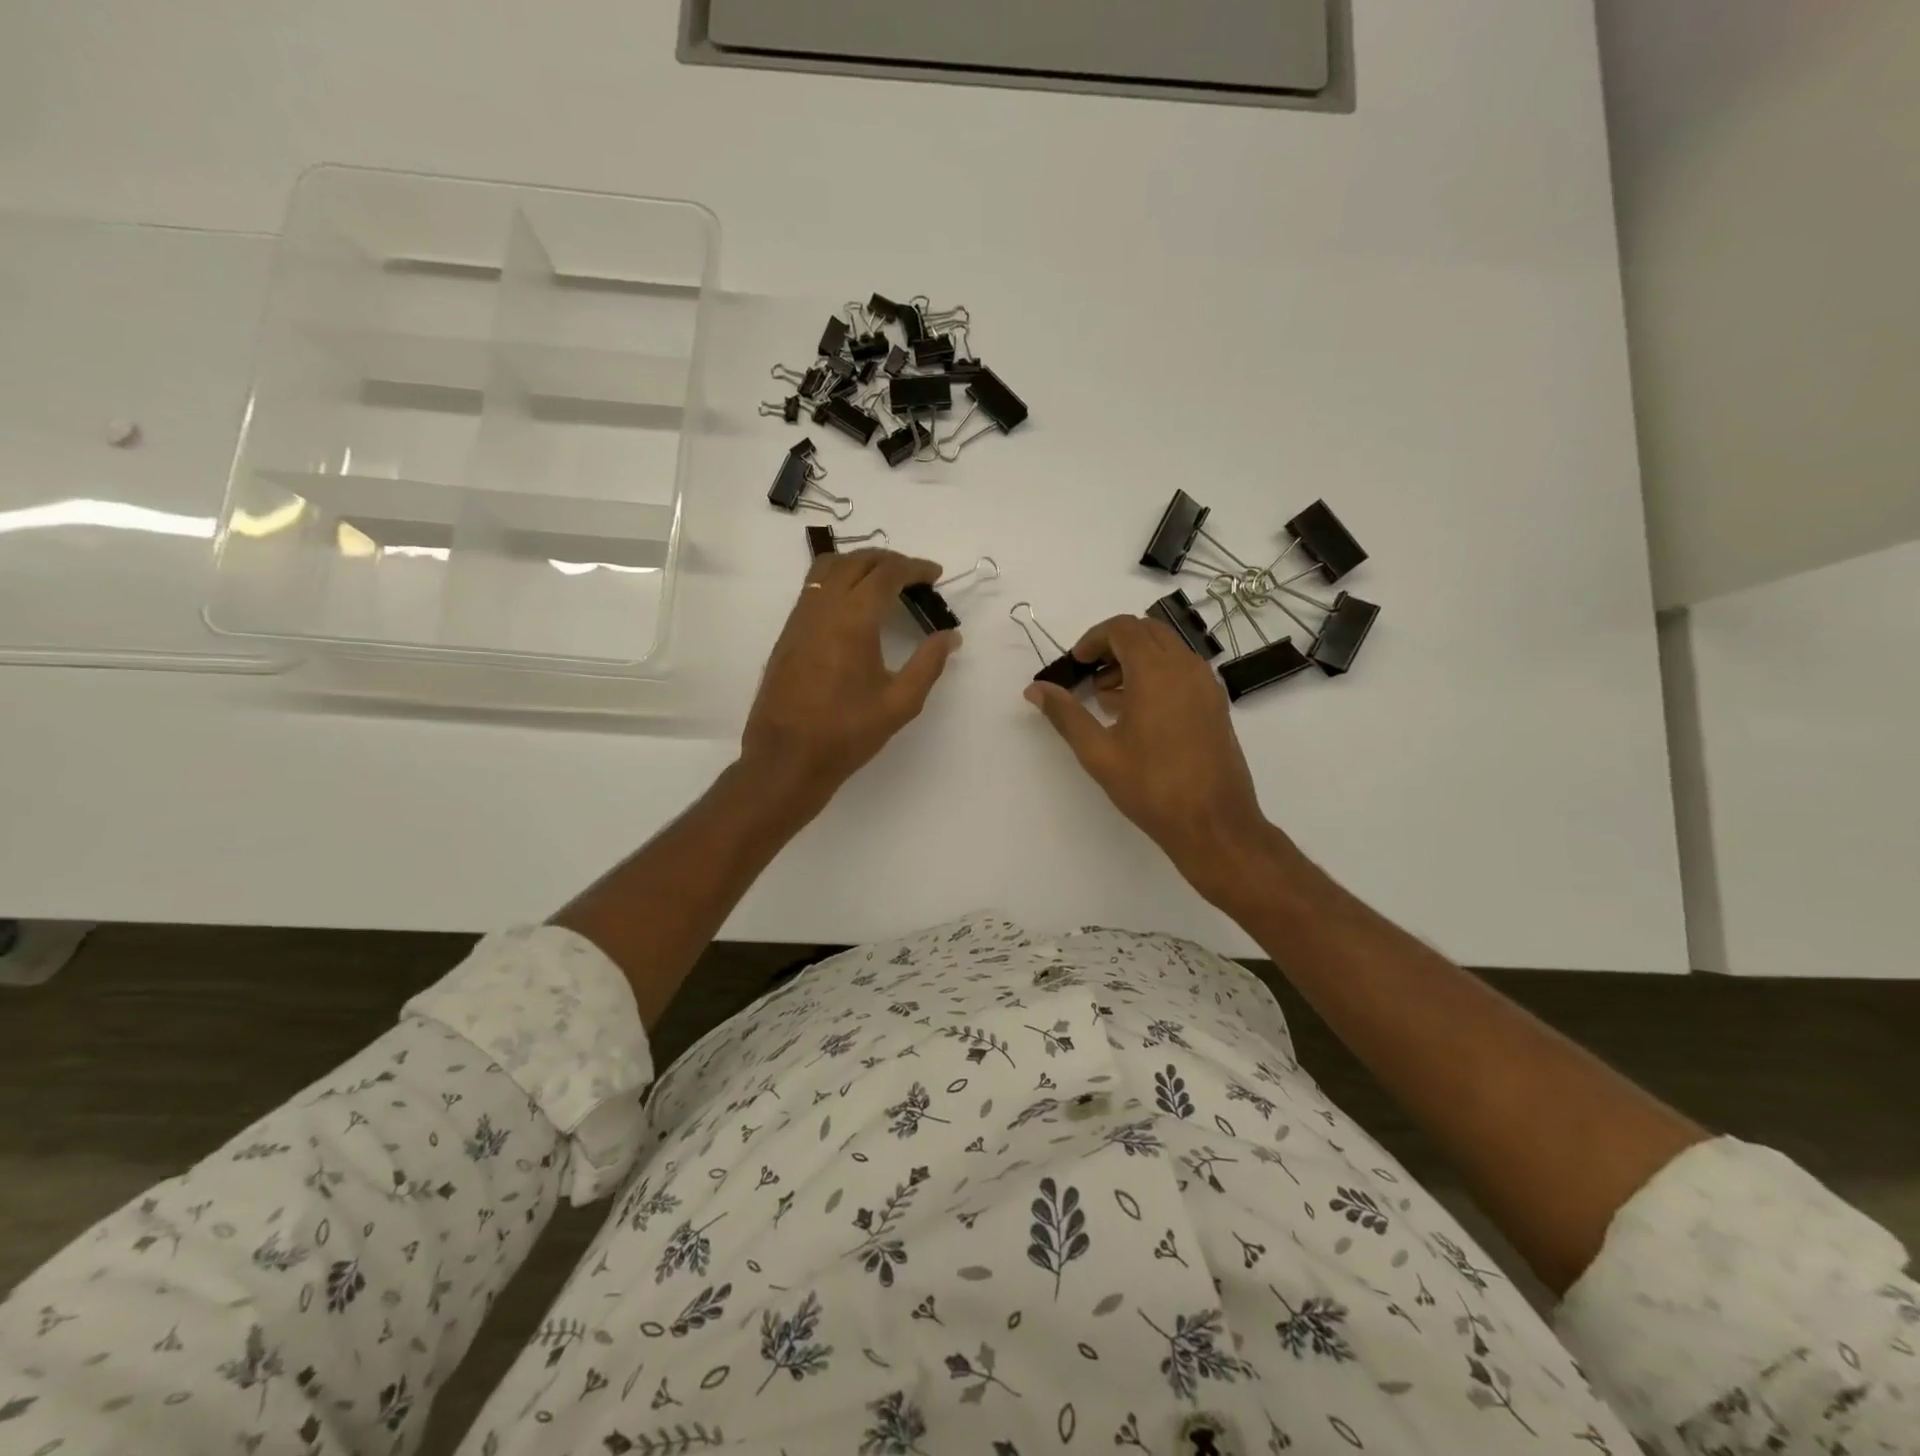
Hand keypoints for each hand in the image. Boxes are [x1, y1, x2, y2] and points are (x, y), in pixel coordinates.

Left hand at [742, 549, 959, 808]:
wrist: (787, 757)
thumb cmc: (847, 732)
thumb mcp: (900, 703)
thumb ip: (928, 664)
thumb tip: (950, 636)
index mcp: (853, 619)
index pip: (886, 574)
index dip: (914, 568)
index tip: (935, 574)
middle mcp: (823, 607)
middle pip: (856, 562)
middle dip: (888, 560)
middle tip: (914, 575)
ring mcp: (800, 618)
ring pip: (828, 568)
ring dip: (859, 564)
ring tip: (883, 581)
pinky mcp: (788, 633)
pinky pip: (813, 588)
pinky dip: (838, 580)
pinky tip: (853, 604)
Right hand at [1024, 614, 1279, 905]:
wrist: (1214, 823)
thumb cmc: (1151, 787)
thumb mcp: (1098, 753)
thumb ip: (1065, 715)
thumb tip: (1035, 690)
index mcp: (1156, 672)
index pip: (1123, 628)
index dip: (1094, 638)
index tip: (1076, 663)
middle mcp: (1186, 668)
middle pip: (1147, 632)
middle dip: (1114, 644)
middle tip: (1089, 674)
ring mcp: (1207, 685)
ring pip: (1168, 650)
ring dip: (1136, 660)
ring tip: (1109, 698)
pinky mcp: (1216, 704)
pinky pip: (1183, 671)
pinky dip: (1158, 675)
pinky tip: (1138, 714)